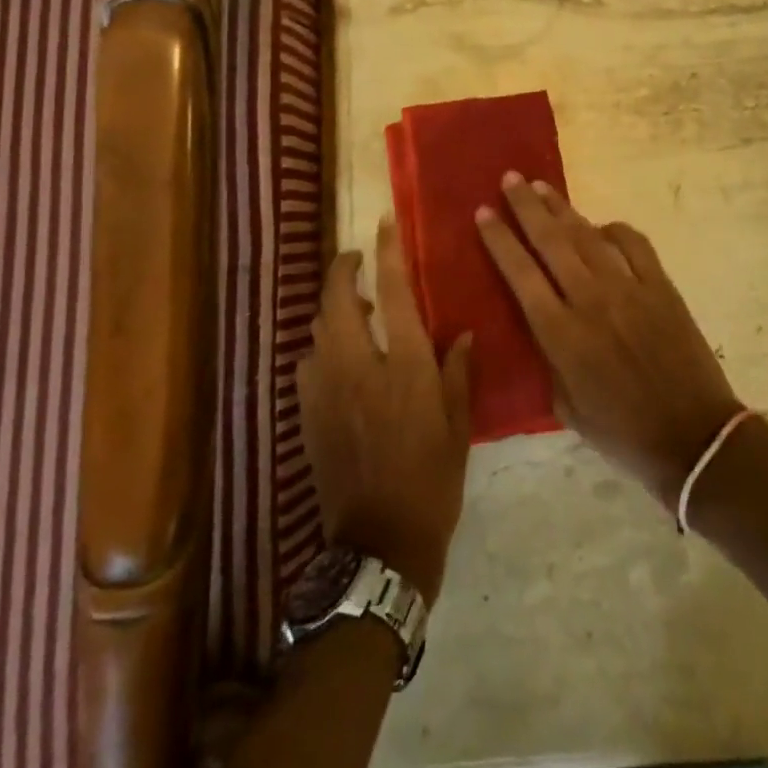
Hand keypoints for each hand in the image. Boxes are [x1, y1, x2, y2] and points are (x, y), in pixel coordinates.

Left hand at [297, 216, 473, 601]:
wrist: (379, 543)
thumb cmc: (431, 480)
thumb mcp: (457, 425)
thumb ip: (457, 372)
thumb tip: (460, 334)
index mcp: (404, 366)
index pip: (394, 293)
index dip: (388, 253)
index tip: (385, 224)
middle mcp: (359, 367)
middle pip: (338, 300)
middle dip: (342, 270)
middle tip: (356, 259)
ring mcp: (326, 390)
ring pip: (318, 328)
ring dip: (332, 308)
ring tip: (355, 308)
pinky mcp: (308, 414)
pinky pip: (308, 362)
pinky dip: (321, 345)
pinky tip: (337, 356)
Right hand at [475, 174, 742, 509]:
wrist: (694, 437)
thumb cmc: (623, 432)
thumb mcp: (565, 406)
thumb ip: (547, 357)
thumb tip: (539, 320)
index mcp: (562, 334)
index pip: (521, 274)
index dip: (500, 240)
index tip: (483, 212)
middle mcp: (591, 301)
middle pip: (551, 241)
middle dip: (526, 207)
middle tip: (509, 179)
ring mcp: (630, 289)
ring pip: (587, 235)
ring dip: (561, 209)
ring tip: (541, 187)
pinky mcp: (661, 287)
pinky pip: (634, 244)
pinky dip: (614, 229)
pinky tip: (601, 225)